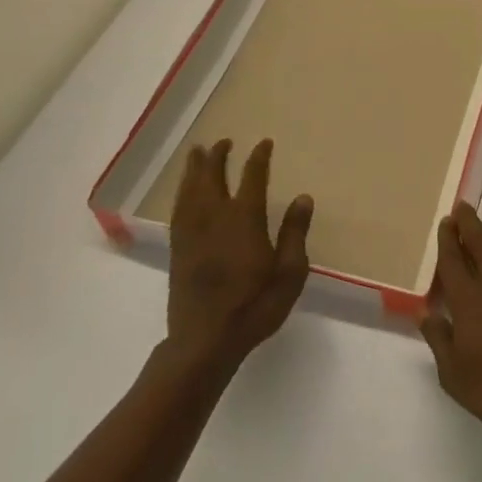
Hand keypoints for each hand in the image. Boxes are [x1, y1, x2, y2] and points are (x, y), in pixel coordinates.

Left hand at [167, 138, 311, 373]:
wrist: (206, 340)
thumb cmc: (255, 306)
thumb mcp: (289, 273)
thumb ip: (294, 233)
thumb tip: (303, 197)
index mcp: (244, 220)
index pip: (252, 178)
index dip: (258, 158)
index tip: (264, 143)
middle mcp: (215, 217)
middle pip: (213, 177)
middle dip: (218, 156)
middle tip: (223, 142)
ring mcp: (192, 232)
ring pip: (191, 190)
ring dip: (194, 169)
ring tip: (197, 153)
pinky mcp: (178, 249)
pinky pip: (178, 210)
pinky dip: (182, 193)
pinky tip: (184, 191)